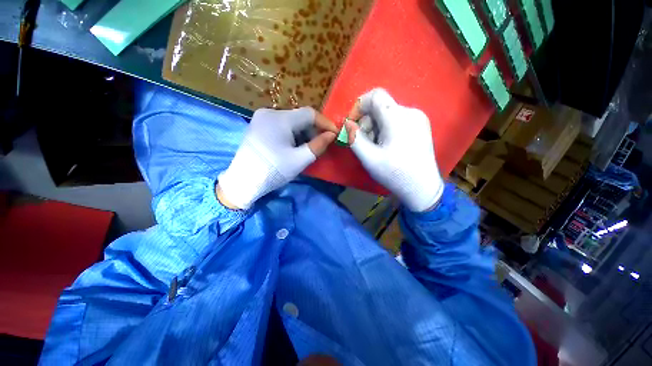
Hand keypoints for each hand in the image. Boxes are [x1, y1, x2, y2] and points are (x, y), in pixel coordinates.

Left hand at [218, 107, 337, 208]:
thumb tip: (332, 135)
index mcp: (280, 119)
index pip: (309, 113)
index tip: (334, 134)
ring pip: (291, 121)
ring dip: (303, 133)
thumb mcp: (299, 160)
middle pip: (300, 117)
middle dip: (313, 130)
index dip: (325, 123)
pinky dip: (292, 134)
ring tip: (307, 148)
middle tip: (320, 145)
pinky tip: (294, 147)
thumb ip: (318, 145)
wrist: (244, 181)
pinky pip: (281, 126)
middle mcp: (269, 112)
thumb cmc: (273, 170)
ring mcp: (261, 118)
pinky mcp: (258, 126)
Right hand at [345, 88, 443, 211]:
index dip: (359, 106)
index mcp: (398, 117)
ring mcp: (418, 118)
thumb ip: (354, 138)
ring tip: (375, 147)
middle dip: (366, 122)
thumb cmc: (395, 174)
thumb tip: (346, 123)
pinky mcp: (420, 126)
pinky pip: (397, 120)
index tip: (353, 124)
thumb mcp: (369, 158)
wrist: (422, 188)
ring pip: (387, 114)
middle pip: (380, 107)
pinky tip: (386, 146)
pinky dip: (386, 130)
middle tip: (363, 143)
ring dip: (375, 128)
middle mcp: (411, 112)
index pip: (375, 95)